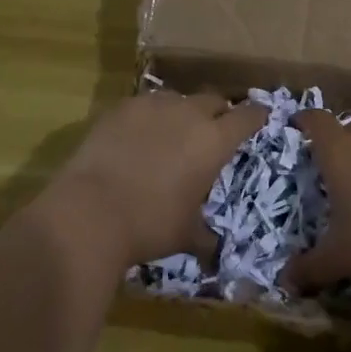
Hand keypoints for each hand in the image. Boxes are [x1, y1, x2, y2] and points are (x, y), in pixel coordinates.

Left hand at [50, 90, 265, 269]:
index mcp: (214, 141)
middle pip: (213, 99)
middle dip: (218, 112)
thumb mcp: (185, 235)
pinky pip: (145, 104)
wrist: (91, 211)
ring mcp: (153, 106)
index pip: (247, 116)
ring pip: (178, 98)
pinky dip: (149, 116)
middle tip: (213, 130)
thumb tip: (215, 253)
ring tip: (172, 133)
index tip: (259, 118)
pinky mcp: (121, 107)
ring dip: (182, 112)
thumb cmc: (149, 224)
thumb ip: (206, 236)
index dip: (256, 116)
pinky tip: (137, 135)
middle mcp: (188, 113)